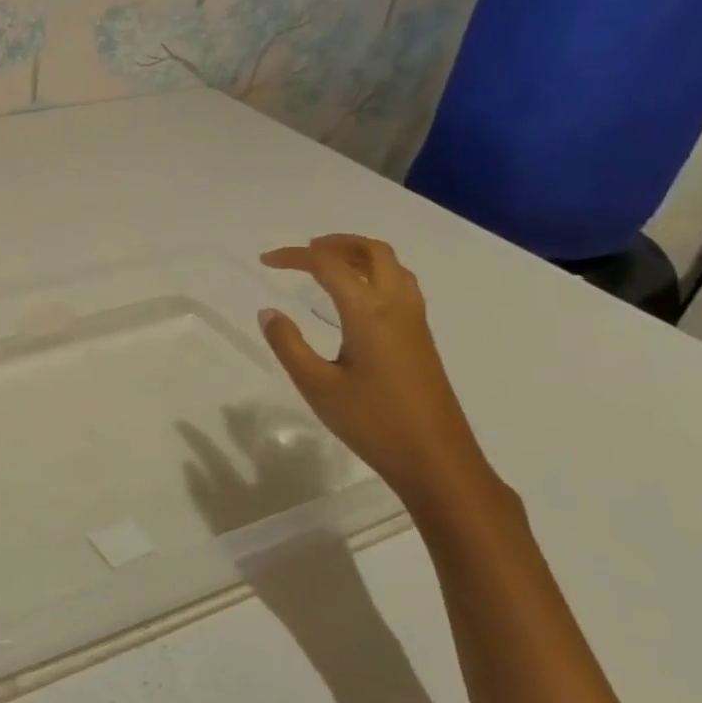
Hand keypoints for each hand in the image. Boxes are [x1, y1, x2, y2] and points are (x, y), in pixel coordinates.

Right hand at [258, 235, 509, 517]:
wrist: (436, 459)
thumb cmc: (372, 422)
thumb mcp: (316, 385)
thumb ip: (288, 344)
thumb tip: (269, 312)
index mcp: (369, 312)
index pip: (329, 265)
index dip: (294, 256)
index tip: (265, 261)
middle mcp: (397, 305)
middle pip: (371, 252)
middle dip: (335, 243)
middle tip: (303, 252)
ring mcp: (415, 320)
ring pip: (391, 266)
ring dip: (358, 255)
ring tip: (328, 265)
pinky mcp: (421, 337)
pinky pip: (400, 284)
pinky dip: (373, 273)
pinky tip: (356, 297)